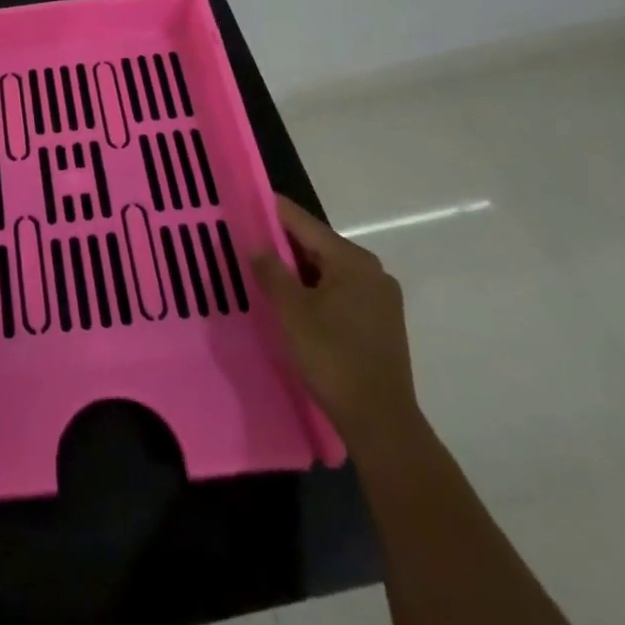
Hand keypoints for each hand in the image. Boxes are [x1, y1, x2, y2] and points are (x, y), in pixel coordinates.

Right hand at [252, 194, 420, 451]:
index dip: (271, 211)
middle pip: (316, 244)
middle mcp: (371, 270)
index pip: (302, 222)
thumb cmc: (333, 359)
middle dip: (281, 243)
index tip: (243, 202)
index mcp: (352, 260)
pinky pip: (339, 290)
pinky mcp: (380, 320)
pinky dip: (314, 289)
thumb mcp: (292, 312)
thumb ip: (271, 271)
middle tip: (245, 241)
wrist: (381, 423)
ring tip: (262, 271)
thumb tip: (256, 245)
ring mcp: (380, 296)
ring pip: (327, 269)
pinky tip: (292, 301)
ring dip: (297, 269)